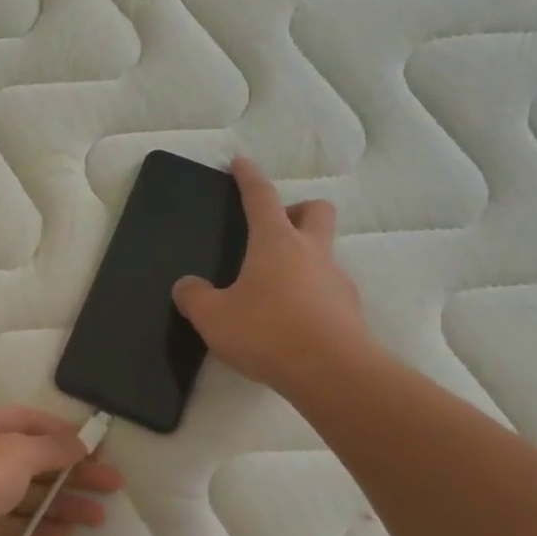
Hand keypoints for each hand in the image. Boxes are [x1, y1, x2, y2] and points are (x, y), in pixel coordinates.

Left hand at [0, 406, 121, 535]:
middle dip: (70, 473)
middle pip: (29, 459)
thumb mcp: (18, 452)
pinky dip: (35, 526)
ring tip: (98, 518)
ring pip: (21, 494)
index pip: (26, 419)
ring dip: (59, 504)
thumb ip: (53, 448)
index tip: (96, 446)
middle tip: (111, 486)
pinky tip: (65, 535)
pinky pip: (7, 522)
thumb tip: (83, 441)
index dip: (63, 431)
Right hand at [172, 156, 377, 396]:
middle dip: (297, 210)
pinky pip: (327, 289)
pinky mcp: (349, 311)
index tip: (241, 162)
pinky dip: (310, 294)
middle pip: (315, 211)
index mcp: (276, 243)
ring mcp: (336, 281)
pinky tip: (290, 321)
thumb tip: (187, 286)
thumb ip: (194, 297)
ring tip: (273, 289)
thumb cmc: (267, 332)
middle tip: (273, 228)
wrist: (332, 373)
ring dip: (303, 258)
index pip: (262, 198)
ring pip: (324, 253)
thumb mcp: (213, 317)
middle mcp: (311, 252)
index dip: (249, 178)